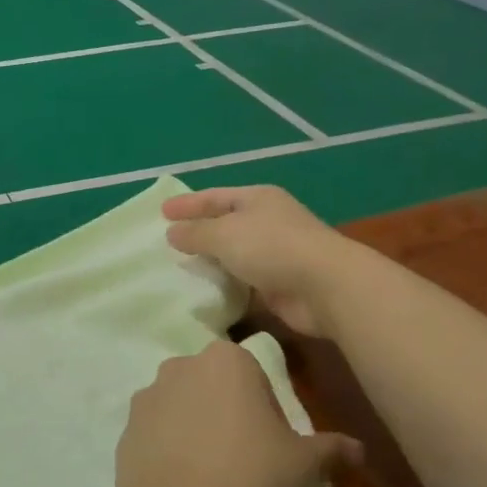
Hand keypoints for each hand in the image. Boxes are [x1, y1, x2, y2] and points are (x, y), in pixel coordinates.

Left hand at [113, 342, 362, 486]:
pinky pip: (155, 430)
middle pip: (213, 384)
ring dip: (194, 425)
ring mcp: (147, 394)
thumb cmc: (252, 477)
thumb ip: (331, 448)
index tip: (269, 441)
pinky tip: (181, 480)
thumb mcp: (302, 463)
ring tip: (208, 472)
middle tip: (242, 456)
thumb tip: (359, 449)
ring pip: (181, 404)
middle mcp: (181, 365)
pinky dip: (167, 446)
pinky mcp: (125, 426)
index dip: (264, 407)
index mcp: (226, 359)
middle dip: (225, 409)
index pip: (253, 372)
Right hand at [164, 186, 352, 337]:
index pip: (214, 196)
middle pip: (225, 223)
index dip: (187, 204)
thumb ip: (195, 233)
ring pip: (234, 253)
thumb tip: (172, 233)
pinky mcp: (279, 282)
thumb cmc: (272, 248)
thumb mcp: (224, 234)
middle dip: (198, 231)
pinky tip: (205, 290)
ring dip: (211, 260)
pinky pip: (243, 279)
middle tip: (168, 240)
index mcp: (257, 199)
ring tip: (180, 268)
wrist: (325, 286)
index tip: (161, 212)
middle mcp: (268, 221)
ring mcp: (276, 252)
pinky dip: (225, 283)